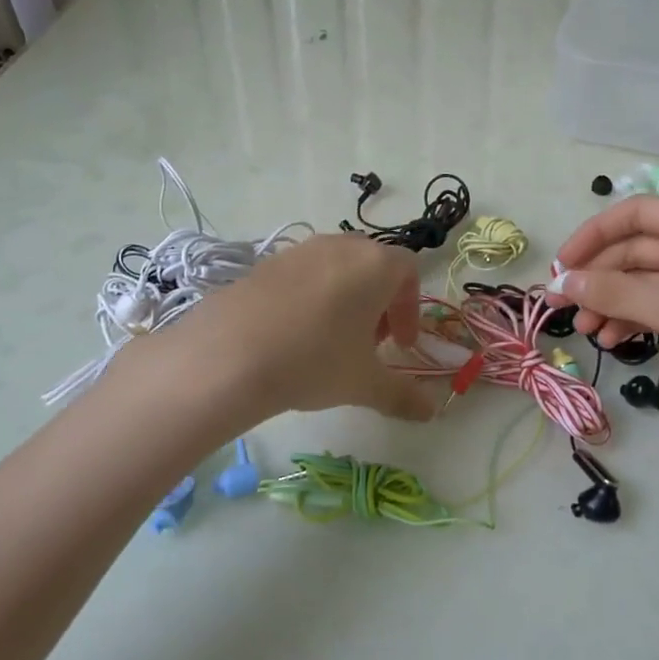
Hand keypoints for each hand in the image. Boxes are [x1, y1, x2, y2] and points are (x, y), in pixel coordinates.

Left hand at [157, 233, 437, 423]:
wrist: (228, 354)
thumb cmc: (314, 360)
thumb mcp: (364, 383)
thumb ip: (402, 395)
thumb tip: (430, 412)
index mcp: (375, 264)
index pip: (408, 271)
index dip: (411, 308)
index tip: (400, 345)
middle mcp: (341, 246)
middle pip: (373, 265)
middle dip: (380, 302)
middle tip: (370, 342)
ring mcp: (300, 250)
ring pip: (337, 268)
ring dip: (346, 298)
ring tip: (331, 340)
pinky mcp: (265, 262)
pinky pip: (302, 275)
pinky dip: (311, 297)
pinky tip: (294, 335)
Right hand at [550, 198, 658, 459]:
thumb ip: (616, 290)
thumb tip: (562, 281)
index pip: (637, 215)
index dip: (593, 235)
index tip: (561, 267)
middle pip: (636, 250)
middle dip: (597, 275)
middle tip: (560, 305)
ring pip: (642, 282)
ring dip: (610, 301)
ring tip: (585, 329)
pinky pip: (656, 308)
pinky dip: (631, 320)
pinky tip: (610, 339)